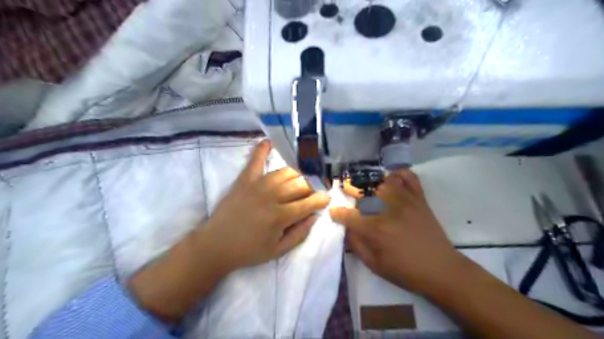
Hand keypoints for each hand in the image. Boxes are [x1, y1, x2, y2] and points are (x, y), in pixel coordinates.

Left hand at [124, 141, 328, 322]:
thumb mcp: (278, 251)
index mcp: (280, 217)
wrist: (215, 246)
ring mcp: (257, 185)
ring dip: (296, 176)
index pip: (309, 202)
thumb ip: (300, 234)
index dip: (321, 199)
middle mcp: (271, 197)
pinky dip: (261, 150)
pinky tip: (268, 142)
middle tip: (309, 195)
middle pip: (300, 184)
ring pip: (285, 172)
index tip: (326, 198)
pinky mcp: (244, 180)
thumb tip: (314, 216)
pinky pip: (254, 161)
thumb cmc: (249, 251)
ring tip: (296, 183)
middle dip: (310, 189)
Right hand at [330, 168, 465, 294]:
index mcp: (375, 229)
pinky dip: (398, 174)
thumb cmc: (405, 271)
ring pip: (382, 181)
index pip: (348, 215)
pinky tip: (391, 179)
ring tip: (366, 187)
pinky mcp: (419, 198)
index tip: (334, 211)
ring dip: (371, 182)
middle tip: (345, 190)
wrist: (441, 269)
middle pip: (363, 192)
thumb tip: (346, 228)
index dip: (337, 212)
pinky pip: (408, 177)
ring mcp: (405, 201)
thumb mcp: (374, 265)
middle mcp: (387, 210)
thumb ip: (356, 245)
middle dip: (349, 189)